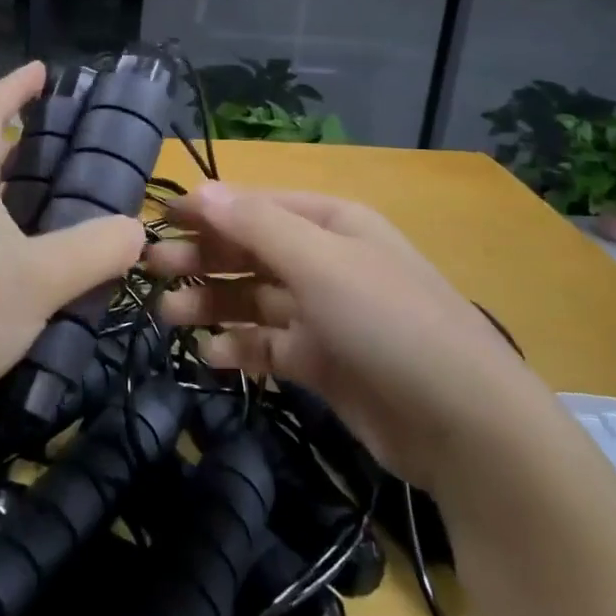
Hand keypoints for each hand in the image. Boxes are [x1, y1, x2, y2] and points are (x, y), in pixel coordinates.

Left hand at [0, 62, 145, 447]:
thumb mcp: (37, 278)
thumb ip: (93, 250)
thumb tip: (137, 229)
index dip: (13, 86)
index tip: (43, 70)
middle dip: (26, 147)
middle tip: (74, 149)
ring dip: (25, 203)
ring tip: (73, 211)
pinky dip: (18, 249)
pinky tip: (47, 277)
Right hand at [152, 185, 530, 494]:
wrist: (464, 424)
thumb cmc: (388, 322)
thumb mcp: (321, 262)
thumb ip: (257, 226)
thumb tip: (200, 192)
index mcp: (331, 223)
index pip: (256, 206)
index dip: (208, 211)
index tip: (158, 223)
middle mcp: (326, 261)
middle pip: (251, 250)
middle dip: (203, 258)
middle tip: (152, 271)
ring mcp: (325, 313)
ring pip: (255, 299)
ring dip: (213, 303)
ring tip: (168, 316)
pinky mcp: (324, 362)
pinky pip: (270, 345)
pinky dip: (241, 347)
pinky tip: (212, 356)